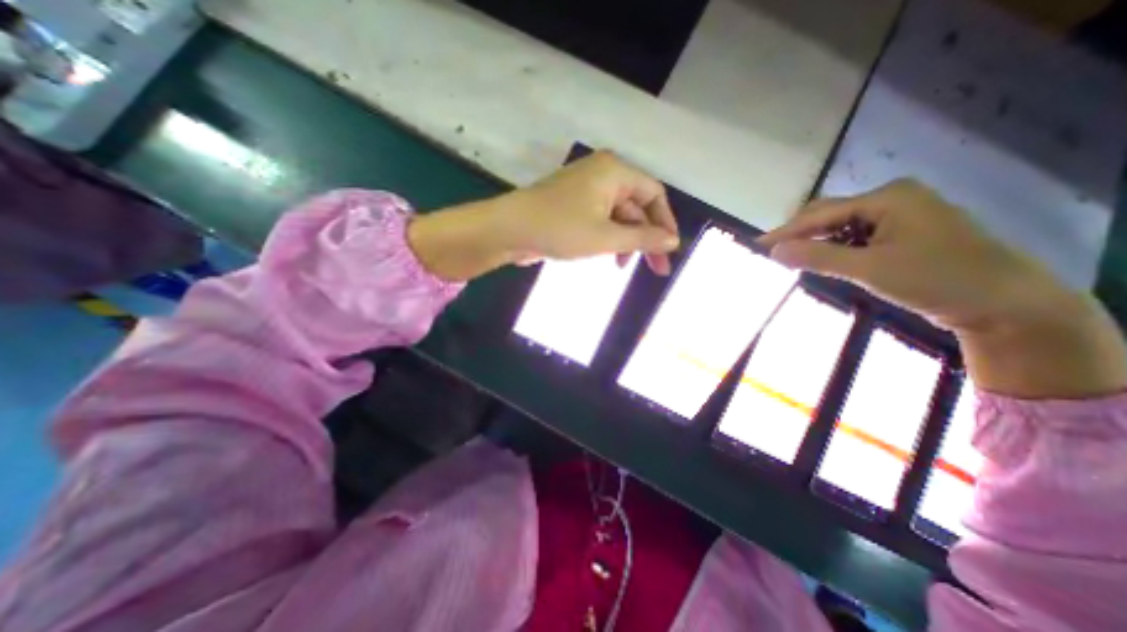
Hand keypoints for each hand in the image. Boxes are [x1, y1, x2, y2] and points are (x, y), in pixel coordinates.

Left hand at [413, 151, 676, 281]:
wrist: (508, 230)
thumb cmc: (560, 229)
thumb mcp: (606, 237)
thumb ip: (642, 238)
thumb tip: (673, 241)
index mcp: (615, 172)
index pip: (654, 194)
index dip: (666, 222)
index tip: (670, 250)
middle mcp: (603, 174)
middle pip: (636, 207)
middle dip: (646, 238)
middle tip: (655, 269)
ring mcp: (586, 190)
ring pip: (618, 216)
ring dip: (626, 241)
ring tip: (624, 266)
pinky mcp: (573, 205)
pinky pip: (600, 219)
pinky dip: (608, 238)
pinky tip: (607, 256)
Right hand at [756, 177, 1126, 396]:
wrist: (1005, 302)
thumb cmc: (936, 279)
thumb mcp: (869, 269)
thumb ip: (817, 257)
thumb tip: (773, 251)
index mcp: (887, 197)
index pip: (820, 214)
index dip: (786, 231)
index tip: (757, 246)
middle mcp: (891, 199)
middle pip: (829, 214)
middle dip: (799, 234)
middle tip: (772, 254)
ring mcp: (898, 215)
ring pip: (840, 226)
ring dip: (815, 241)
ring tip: (791, 258)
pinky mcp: (901, 233)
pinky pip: (854, 236)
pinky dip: (834, 248)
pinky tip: (822, 259)